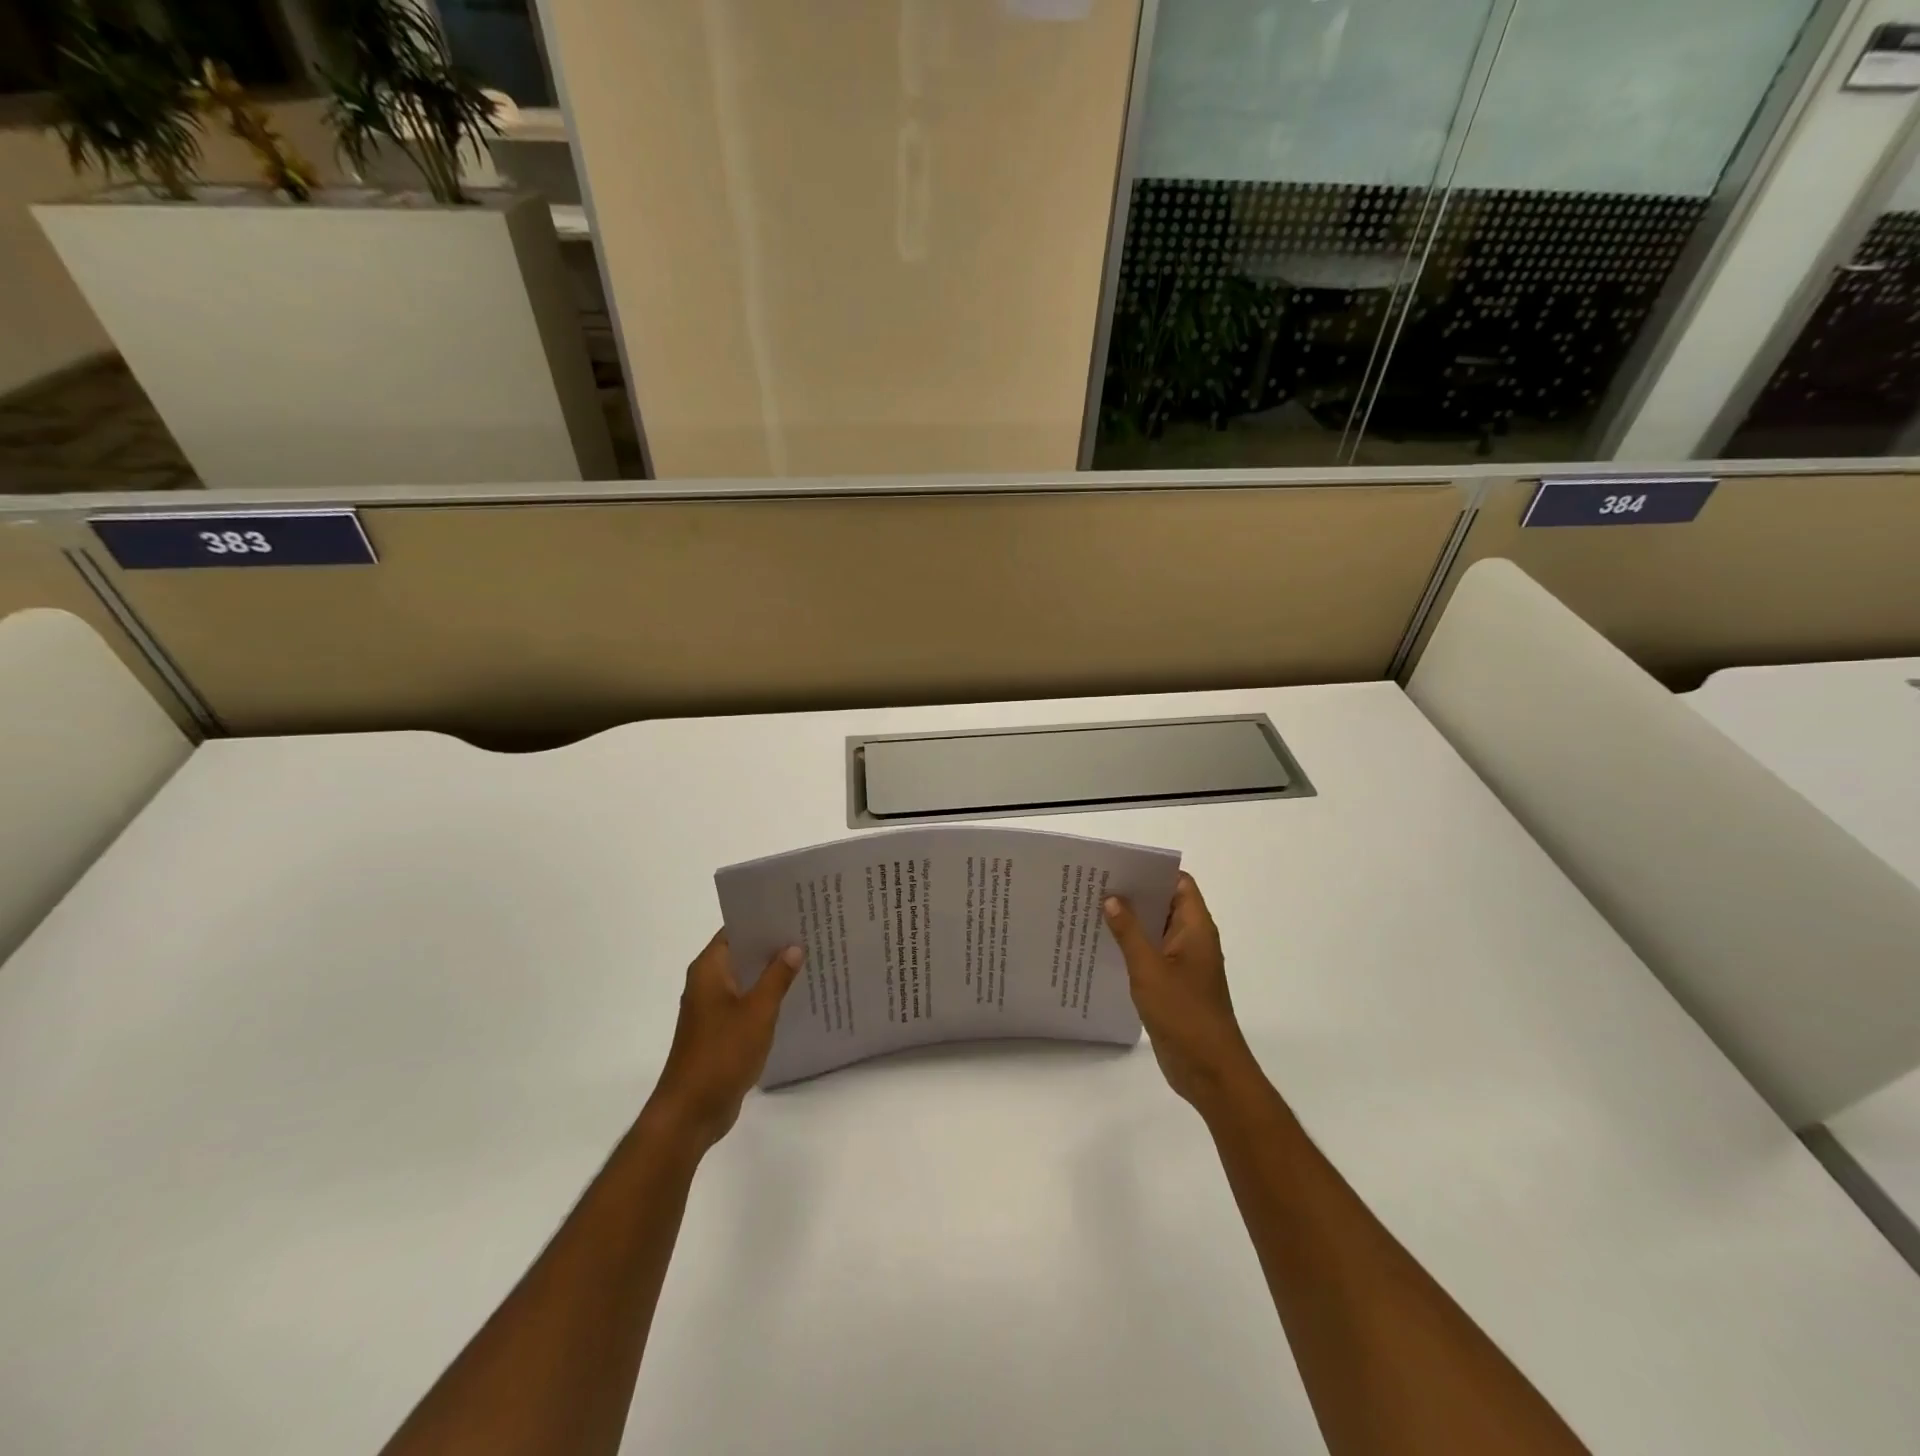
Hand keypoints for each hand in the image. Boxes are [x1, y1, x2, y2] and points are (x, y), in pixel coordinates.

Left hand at [644, 931, 803, 1153]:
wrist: (691, 1112)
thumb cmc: (722, 1054)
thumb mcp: (757, 1012)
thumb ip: (777, 977)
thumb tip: (793, 947)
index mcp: (709, 970)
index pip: (736, 930)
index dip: (763, 919)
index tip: (794, 911)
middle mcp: (707, 983)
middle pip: (742, 953)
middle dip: (773, 945)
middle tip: (810, 932)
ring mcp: (712, 1009)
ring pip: (746, 980)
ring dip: (771, 973)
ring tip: (810, 960)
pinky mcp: (720, 1031)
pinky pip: (746, 1003)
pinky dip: (766, 998)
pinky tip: (794, 998)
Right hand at [1104, 874, 1260, 1115]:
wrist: (1209, 1070)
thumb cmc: (1184, 1013)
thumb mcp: (1149, 968)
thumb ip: (1129, 932)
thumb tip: (1112, 898)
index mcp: (1196, 928)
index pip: (1179, 883)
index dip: (1152, 871)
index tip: (1119, 867)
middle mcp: (1193, 940)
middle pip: (1164, 905)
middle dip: (1134, 895)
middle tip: (1095, 886)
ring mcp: (1184, 964)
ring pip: (1155, 931)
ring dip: (1130, 923)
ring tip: (1091, 911)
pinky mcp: (1173, 985)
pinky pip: (1151, 956)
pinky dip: (1131, 948)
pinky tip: (1102, 948)